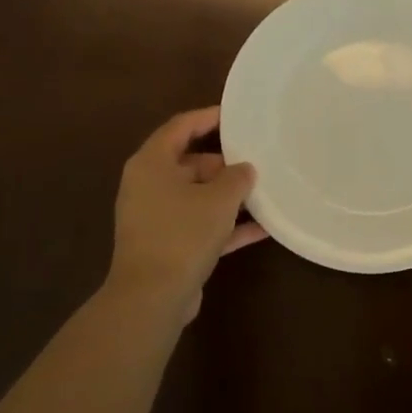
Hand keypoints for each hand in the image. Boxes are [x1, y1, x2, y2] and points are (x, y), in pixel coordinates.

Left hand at [106, 107, 265, 323]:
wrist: (152, 297)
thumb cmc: (183, 233)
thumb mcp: (219, 199)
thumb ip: (237, 177)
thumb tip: (244, 169)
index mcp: (152, 164)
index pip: (180, 127)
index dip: (207, 117)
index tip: (236, 115)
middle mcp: (148, 186)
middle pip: (190, 163)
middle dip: (224, 163)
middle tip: (256, 160)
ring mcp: (156, 218)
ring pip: (197, 196)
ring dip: (228, 197)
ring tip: (263, 191)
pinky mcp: (167, 246)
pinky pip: (200, 226)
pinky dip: (226, 225)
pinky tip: (261, 229)